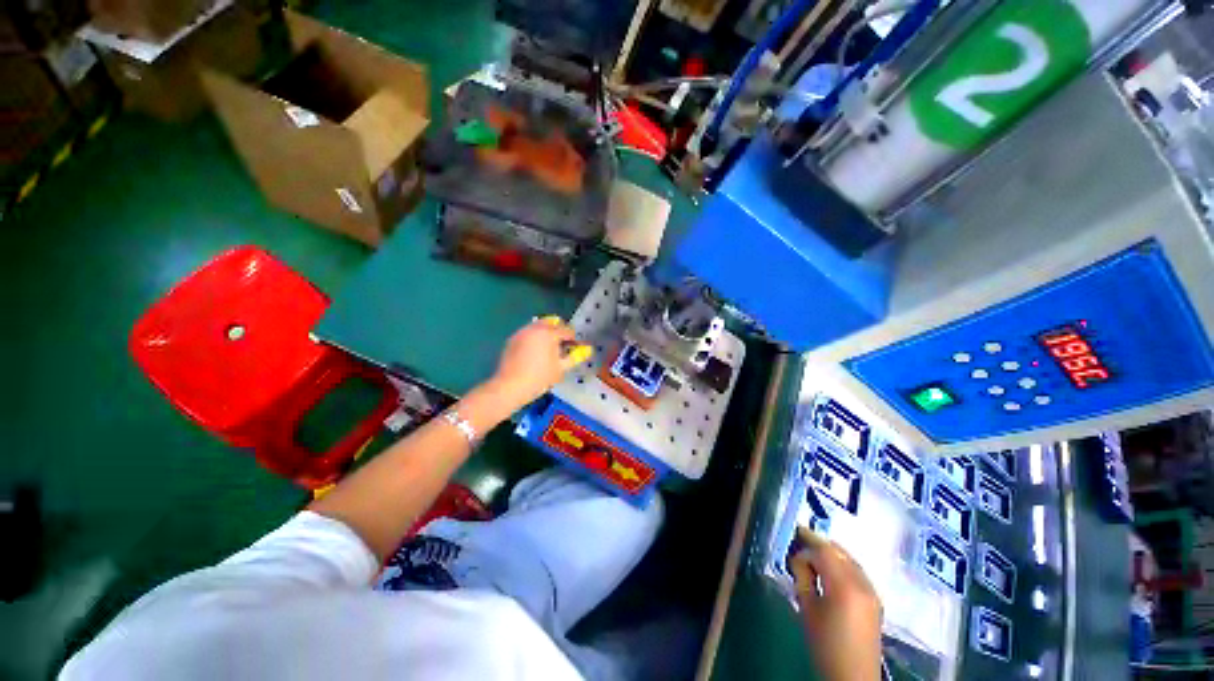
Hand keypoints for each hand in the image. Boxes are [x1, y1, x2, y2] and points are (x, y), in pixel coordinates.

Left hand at [487, 316, 592, 410]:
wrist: (510, 387)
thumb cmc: (539, 378)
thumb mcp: (560, 369)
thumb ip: (575, 357)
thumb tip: (588, 350)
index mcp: (549, 333)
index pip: (567, 330)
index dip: (574, 339)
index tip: (575, 349)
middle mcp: (535, 328)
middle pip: (552, 322)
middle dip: (559, 331)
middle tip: (562, 346)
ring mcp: (522, 332)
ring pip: (538, 326)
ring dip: (546, 333)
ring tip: (548, 349)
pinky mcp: (512, 339)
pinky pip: (528, 333)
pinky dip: (535, 338)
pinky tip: (535, 352)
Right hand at [789, 529, 882, 680]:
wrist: (853, 677)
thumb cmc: (824, 644)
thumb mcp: (807, 609)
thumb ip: (802, 577)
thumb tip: (798, 558)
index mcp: (845, 586)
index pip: (824, 551)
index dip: (806, 541)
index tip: (791, 535)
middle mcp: (863, 583)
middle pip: (839, 551)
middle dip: (818, 544)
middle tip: (799, 541)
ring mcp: (872, 591)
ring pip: (849, 559)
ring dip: (831, 554)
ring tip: (811, 556)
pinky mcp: (875, 600)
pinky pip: (856, 571)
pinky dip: (841, 564)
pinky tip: (829, 572)